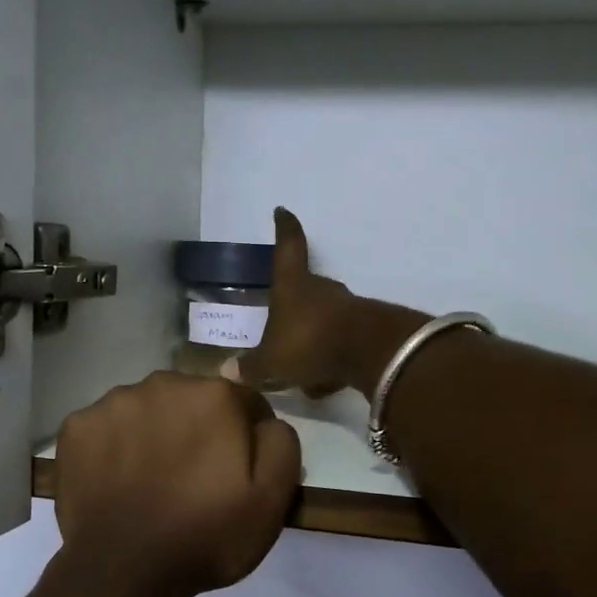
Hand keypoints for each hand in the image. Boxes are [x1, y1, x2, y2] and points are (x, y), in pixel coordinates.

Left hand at [52, 371, 300, 596]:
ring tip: (151, 481)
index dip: (246, 437)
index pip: (243, 402)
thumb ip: (280, 442)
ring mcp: (112, 403)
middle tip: (194, 478)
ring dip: (154, 433)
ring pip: (146, 410)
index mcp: (214, 395)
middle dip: (198, 429)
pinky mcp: (76, 428)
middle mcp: (163, 383)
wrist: (124, 573)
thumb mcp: (271, 498)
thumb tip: (265, 422)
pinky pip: (105, 428)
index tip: (237, 471)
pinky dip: (113, 447)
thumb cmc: (205, 535)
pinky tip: (116, 481)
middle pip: (192, 400)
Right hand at [225, 208, 361, 397]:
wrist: (369, 353)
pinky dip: (328, 361)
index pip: (287, 247)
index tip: (283, 211)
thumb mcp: (272, 361)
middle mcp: (320, 289)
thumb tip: (227, 371)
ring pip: (321, 320)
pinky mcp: (365, 330)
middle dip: (292, 305)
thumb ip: (251, 367)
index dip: (284, 228)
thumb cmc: (309, 343)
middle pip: (304, 288)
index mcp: (292, 285)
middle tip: (279, 326)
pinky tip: (322, 384)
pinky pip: (338, 343)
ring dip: (310, 339)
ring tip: (298, 369)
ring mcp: (346, 308)